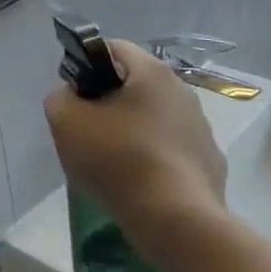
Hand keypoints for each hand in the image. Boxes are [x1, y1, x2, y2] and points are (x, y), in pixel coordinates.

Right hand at [45, 40, 227, 251]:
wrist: (178, 223)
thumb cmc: (119, 161)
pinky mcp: (210, 162)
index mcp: (151, 72)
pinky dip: (153, 159)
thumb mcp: (66, 122)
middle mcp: (182, 90)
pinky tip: (139, 185)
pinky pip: (170, 150)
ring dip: (131, 131)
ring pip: (153, 117)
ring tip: (112, 164)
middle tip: (87, 132)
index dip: (85, 66)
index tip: (74, 98)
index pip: (111, 48)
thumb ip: (60, 98)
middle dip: (108, 101)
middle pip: (133, 84)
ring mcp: (201, 128)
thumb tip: (73, 99)